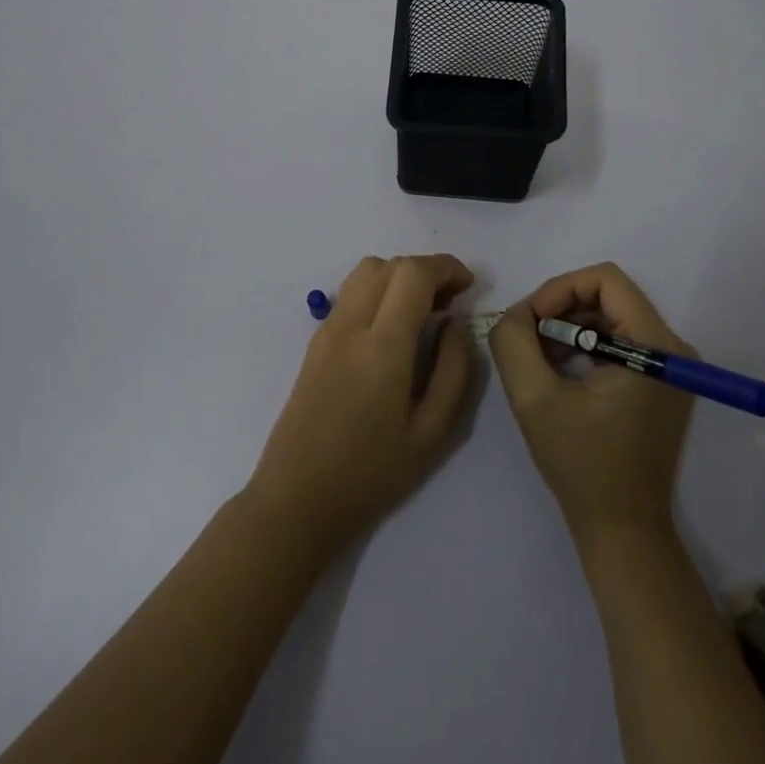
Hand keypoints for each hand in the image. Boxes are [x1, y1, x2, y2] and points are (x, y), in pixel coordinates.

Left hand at [245, 254, 475, 558]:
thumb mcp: (432, 433)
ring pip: (366, 272)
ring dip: (400, 276)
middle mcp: (351, 325)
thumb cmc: (371, 474)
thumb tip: (457, 323)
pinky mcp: (315, 341)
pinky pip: (351, 293)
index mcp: (382, 346)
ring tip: (422, 311)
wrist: (297, 499)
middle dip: (426, 270)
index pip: (413, 273)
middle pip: (389, 265)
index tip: (468, 287)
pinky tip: (393, 327)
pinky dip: (379, 290)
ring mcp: (328, 330)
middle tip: (450, 302)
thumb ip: (454, 370)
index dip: (446, 267)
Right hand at [489, 263, 693, 544]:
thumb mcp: (534, 399)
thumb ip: (514, 341)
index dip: (560, 289)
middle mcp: (672, 348)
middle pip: (608, 295)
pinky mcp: (661, 383)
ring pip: (610, 316)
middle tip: (528, 339)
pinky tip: (560, 373)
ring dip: (569, 328)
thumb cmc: (583, 466)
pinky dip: (584, 346)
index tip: (530, 320)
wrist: (623, 532)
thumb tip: (517, 313)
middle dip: (561, 309)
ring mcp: (670, 366)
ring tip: (539, 358)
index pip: (606, 279)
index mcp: (654, 346)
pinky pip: (618, 340)